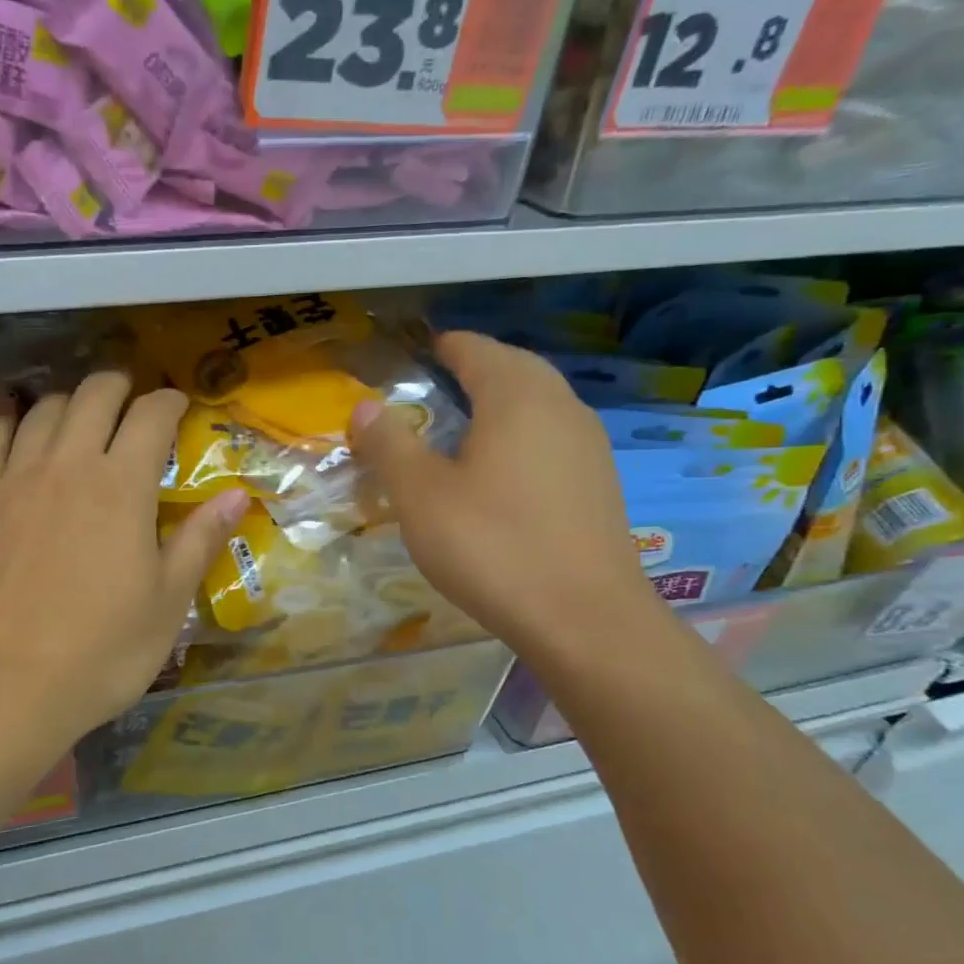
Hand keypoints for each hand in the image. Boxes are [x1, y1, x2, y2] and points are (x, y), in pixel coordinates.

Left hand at [0, 371, 246, 753]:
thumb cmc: (99, 652)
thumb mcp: (166, 603)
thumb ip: (200, 540)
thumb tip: (237, 495)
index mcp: (122, 486)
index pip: (151, 417)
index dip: (169, 402)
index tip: (179, 405)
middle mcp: (67, 466)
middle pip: (93, 397)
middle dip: (118, 386)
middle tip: (130, 396)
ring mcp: (13, 481)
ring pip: (41, 412)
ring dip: (67, 400)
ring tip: (78, 410)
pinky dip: (6, 422)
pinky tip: (12, 422)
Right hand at [347, 332, 656, 656]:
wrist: (583, 617)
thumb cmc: (491, 545)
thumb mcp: (420, 494)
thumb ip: (390, 443)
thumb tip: (364, 406)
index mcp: (516, 396)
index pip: (475, 349)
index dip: (443, 347)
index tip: (417, 353)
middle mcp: (560, 407)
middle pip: (514, 367)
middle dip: (475, 368)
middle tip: (437, 384)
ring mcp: (588, 445)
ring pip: (540, 402)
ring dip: (503, 401)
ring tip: (465, 424)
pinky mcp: (599, 483)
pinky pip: (554, 437)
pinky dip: (523, 435)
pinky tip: (503, 471)